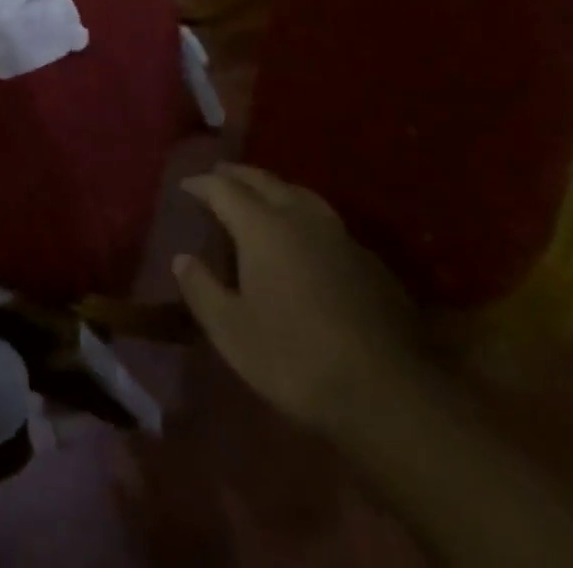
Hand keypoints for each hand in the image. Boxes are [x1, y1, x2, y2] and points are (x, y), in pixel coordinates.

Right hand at [174, 163, 426, 436]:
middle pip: (264, 180)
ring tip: (261, 196)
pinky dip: (304, 217)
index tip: (186, 186)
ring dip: (274, 189)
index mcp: (262, 226)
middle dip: (237, 175)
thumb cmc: (297, 359)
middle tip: (219, 175)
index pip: (223, 188)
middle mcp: (301, 218)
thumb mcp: (232, 332)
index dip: (201, 184)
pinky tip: (306, 239)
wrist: (390, 396)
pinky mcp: (371, 263)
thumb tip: (182, 259)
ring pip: (300, 194)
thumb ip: (202, 289)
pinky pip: (327, 222)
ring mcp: (341, 237)